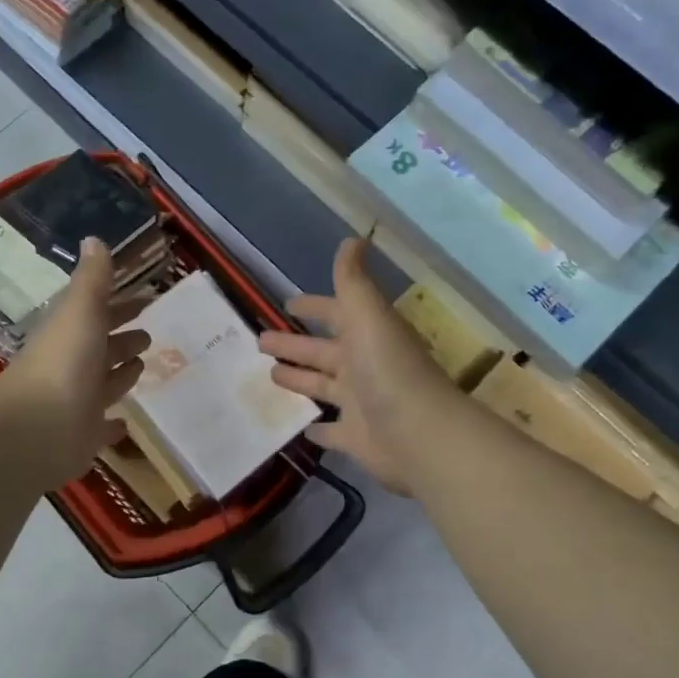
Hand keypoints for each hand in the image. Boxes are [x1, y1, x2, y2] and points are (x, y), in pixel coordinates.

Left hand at [0, 237, 150, 486]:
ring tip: (144, 365)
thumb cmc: (64, 363)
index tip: (146, 299)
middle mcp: (73, 366)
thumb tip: (93, 238)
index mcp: (70, 333)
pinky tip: (126, 423)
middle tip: (149, 333)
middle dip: (123, 338)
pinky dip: (113, 424)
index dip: (120, 306)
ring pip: (104, 383)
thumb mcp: (81, 311)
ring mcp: (77, 402)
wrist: (36, 430)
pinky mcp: (83, 436)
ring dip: (121, 374)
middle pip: (101, 348)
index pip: (97, 313)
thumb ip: (92, 279)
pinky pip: (102, 427)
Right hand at [258, 238, 464, 494]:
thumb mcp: (368, 316)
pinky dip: (316, 428)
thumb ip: (353, 282)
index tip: (287, 304)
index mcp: (367, 335)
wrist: (420, 435)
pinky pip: (331, 431)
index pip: (336, 314)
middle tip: (259, 340)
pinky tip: (297, 427)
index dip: (313, 307)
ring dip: (299, 380)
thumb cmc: (388, 371)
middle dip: (293, 344)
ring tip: (268, 375)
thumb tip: (353, 239)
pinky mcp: (356, 438)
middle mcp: (364, 366)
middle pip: (322, 352)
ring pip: (322, 387)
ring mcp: (360, 404)